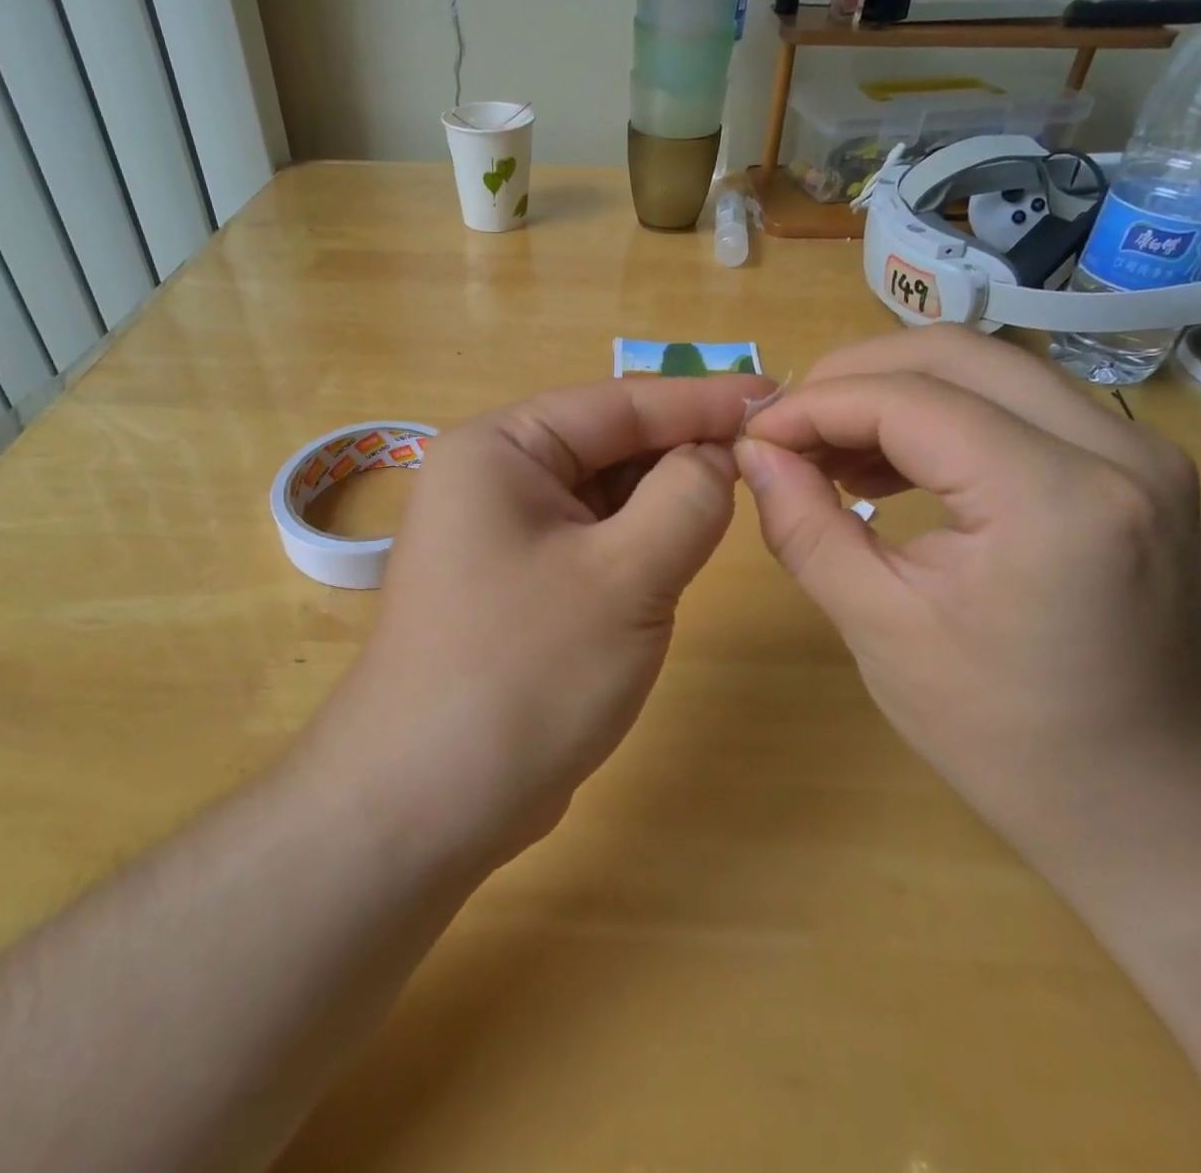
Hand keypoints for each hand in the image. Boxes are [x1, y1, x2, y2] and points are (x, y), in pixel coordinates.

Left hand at [311, 373, 775, 871]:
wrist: (426, 804)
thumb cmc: (524, 674)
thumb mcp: (626, 576)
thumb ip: (687, 498)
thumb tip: (718, 454)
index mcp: (499, 449)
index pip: (617, 403)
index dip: (700, 400)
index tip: (775, 397)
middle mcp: (491, 478)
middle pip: (607, 445)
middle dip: (682, 452)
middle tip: (769, 458)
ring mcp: (498, 534)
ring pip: (601, 496)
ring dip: (662, 500)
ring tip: (736, 500)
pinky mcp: (513, 583)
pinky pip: (588, 541)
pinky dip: (636, 542)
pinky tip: (679, 551)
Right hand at [734, 326, 1200, 840]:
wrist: (1144, 804)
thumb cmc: (1001, 734)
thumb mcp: (877, 628)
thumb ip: (803, 525)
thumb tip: (752, 453)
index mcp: (1053, 500)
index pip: (909, 400)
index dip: (815, 405)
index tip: (754, 435)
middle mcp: (1115, 449)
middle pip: (954, 353)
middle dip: (852, 377)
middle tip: (788, 429)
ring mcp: (1137, 450)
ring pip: (986, 367)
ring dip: (894, 391)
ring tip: (828, 448)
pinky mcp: (1132, 465)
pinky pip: (1016, 402)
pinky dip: (940, 414)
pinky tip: (890, 461)